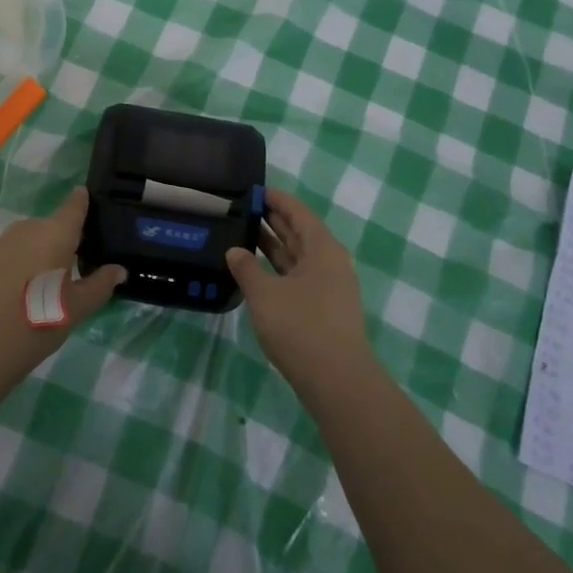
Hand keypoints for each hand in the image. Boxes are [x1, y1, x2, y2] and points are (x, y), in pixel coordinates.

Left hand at [0, 186, 125, 397]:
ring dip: (36, 253)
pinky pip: (6, 255)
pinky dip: (15, 266)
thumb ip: (100, 285)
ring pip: (26, 241)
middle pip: (50, 226)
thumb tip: (119, 270)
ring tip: (42, 284)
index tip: (87, 198)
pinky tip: (15, 293)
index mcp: (55, 234)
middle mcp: (26, 229)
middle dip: (60, 240)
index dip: (82, 201)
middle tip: (71, 267)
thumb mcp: (76, 308)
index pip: (74, 206)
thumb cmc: (37, 324)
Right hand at [226, 187, 373, 393]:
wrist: (337, 381)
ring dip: (274, 245)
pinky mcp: (324, 308)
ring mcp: (330, 287)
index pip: (298, 212)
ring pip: (298, 256)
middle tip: (243, 210)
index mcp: (322, 248)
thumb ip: (247, 268)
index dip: (276, 200)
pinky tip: (257, 271)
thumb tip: (235, 251)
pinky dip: (278, 268)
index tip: (254, 190)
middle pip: (300, 232)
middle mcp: (330, 262)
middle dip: (273, 220)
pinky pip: (298, 276)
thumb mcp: (265, 294)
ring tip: (244, 234)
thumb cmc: (300, 327)